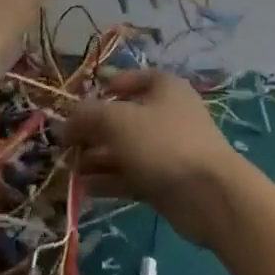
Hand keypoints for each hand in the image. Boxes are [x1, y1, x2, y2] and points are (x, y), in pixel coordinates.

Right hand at [61, 71, 250, 250]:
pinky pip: (131, 174)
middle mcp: (166, 113)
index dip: (101, 90)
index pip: (128, 80)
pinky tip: (84, 189)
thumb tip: (65, 122)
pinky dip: (109, 180)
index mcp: (163, 87)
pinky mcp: (164, 180)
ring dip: (96, 157)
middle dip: (93, 130)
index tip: (75, 106)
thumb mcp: (119, 121)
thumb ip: (88, 116)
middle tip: (64, 145)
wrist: (209, 195)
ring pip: (124, 148)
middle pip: (122, 117)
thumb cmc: (163, 143)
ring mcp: (166, 148)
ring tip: (68, 169)